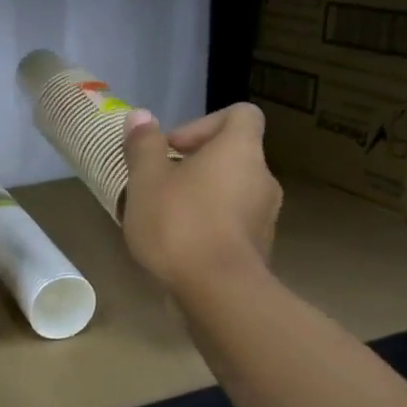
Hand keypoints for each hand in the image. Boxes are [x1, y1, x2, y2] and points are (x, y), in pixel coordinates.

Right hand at [122, 104, 280, 295]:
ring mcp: (266, 217)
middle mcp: (263, 178)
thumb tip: (140, 116)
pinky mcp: (259, 250)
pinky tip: (180, 247)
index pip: (240, 114)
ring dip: (201, 198)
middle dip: (195, 166)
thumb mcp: (146, 180)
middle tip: (159, 185)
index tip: (172, 148)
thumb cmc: (180, 224)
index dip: (204, 123)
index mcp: (240, 150)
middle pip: (232, 156)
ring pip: (231, 193)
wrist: (218, 293)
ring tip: (165, 219)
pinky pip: (233, 225)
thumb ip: (144, 145)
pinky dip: (210, 227)